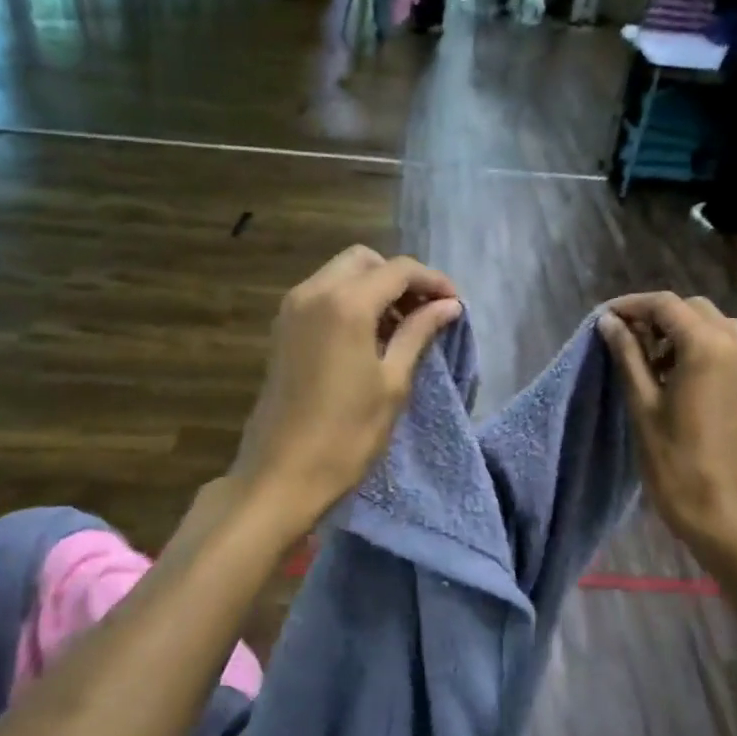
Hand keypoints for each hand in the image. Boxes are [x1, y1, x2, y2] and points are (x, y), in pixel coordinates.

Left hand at [231, 246, 461, 529]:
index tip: (454, 305)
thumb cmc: (347, 434)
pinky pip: (322, 296)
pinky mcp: (282, 330)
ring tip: (401, 328)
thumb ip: (419, 333)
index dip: (432, 281)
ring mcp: (292, 309)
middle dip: (399, 278)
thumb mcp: (392, 382)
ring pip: (340, 275)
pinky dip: (350, 302)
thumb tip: (448, 305)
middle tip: (425, 313)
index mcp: (345, 303)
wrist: (282, 474)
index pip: (398, 270)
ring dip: (374, 289)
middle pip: (364, 261)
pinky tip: (369, 337)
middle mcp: (313, 292)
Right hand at [597, 293, 736, 553]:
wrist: (720, 510)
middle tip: (625, 339)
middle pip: (692, 309)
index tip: (605, 318)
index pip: (666, 305)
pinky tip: (677, 376)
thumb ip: (628, 355)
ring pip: (714, 325)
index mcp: (706, 347)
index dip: (632, 305)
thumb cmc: (673, 460)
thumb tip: (609, 322)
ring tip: (651, 359)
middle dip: (657, 316)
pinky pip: (728, 347)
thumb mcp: (643, 404)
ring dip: (681, 330)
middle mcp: (735, 345)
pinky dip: (701, 346)